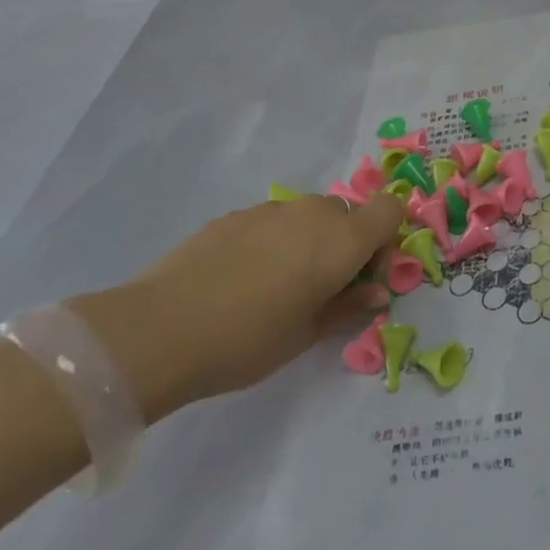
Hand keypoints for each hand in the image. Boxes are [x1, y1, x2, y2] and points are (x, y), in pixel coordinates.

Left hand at [71, 194, 401, 421]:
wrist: (160, 329)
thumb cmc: (248, 340)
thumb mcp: (307, 334)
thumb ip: (349, 306)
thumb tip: (375, 292)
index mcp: (342, 240)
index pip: (390, 210)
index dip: (385, 239)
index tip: (362, 275)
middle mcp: (313, 213)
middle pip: (347, 214)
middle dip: (345, 244)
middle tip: (320, 288)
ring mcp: (271, 209)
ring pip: (308, 216)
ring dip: (308, 241)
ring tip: (274, 285)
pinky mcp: (234, 215)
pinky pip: (272, 221)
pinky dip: (272, 241)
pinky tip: (240, 279)